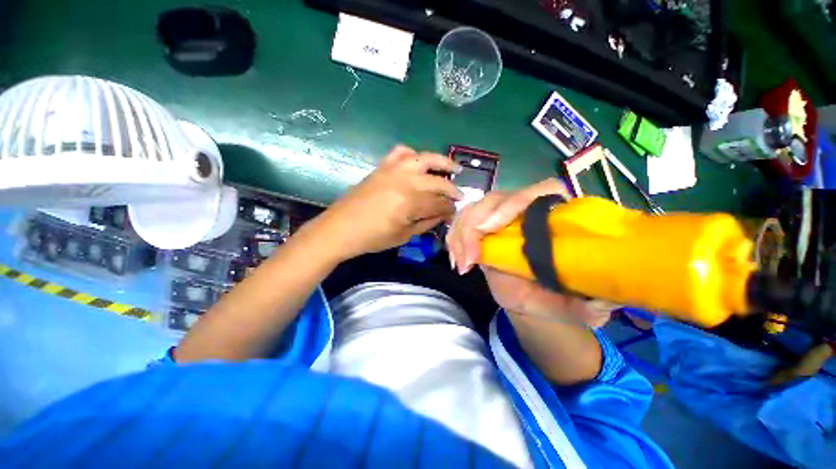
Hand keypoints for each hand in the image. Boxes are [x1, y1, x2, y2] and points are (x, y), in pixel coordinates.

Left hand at [312, 145, 462, 261]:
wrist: (341, 228)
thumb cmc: (373, 237)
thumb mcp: (405, 235)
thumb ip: (427, 222)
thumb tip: (444, 214)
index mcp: (410, 202)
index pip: (439, 202)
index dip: (450, 208)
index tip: (456, 212)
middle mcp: (405, 181)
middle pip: (437, 181)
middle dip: (452, 190)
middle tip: (459, 196)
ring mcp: (393, 170)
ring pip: (424, 159)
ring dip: (442, 162)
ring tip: (454, 169)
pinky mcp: (382, 166)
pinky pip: (402, 152)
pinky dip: (414, 155)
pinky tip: (420, 162)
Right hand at [446, 179, 612, 327]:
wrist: (525, 296)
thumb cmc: (548, 296)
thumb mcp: (567, 305)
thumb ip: (584, 305)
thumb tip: (601, 304)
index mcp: (553, 217)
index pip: (540, 190)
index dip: (513, 203)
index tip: (489, 230)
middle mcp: (524, 210)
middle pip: (494, 199)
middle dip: (475, 226)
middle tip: (469, 260)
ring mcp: (498, 216)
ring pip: (473, 209)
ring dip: (460, 234)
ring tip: (461, 265)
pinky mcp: (481, 226)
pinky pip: (461, 222)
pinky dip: (454, 239)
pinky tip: (456, 260)